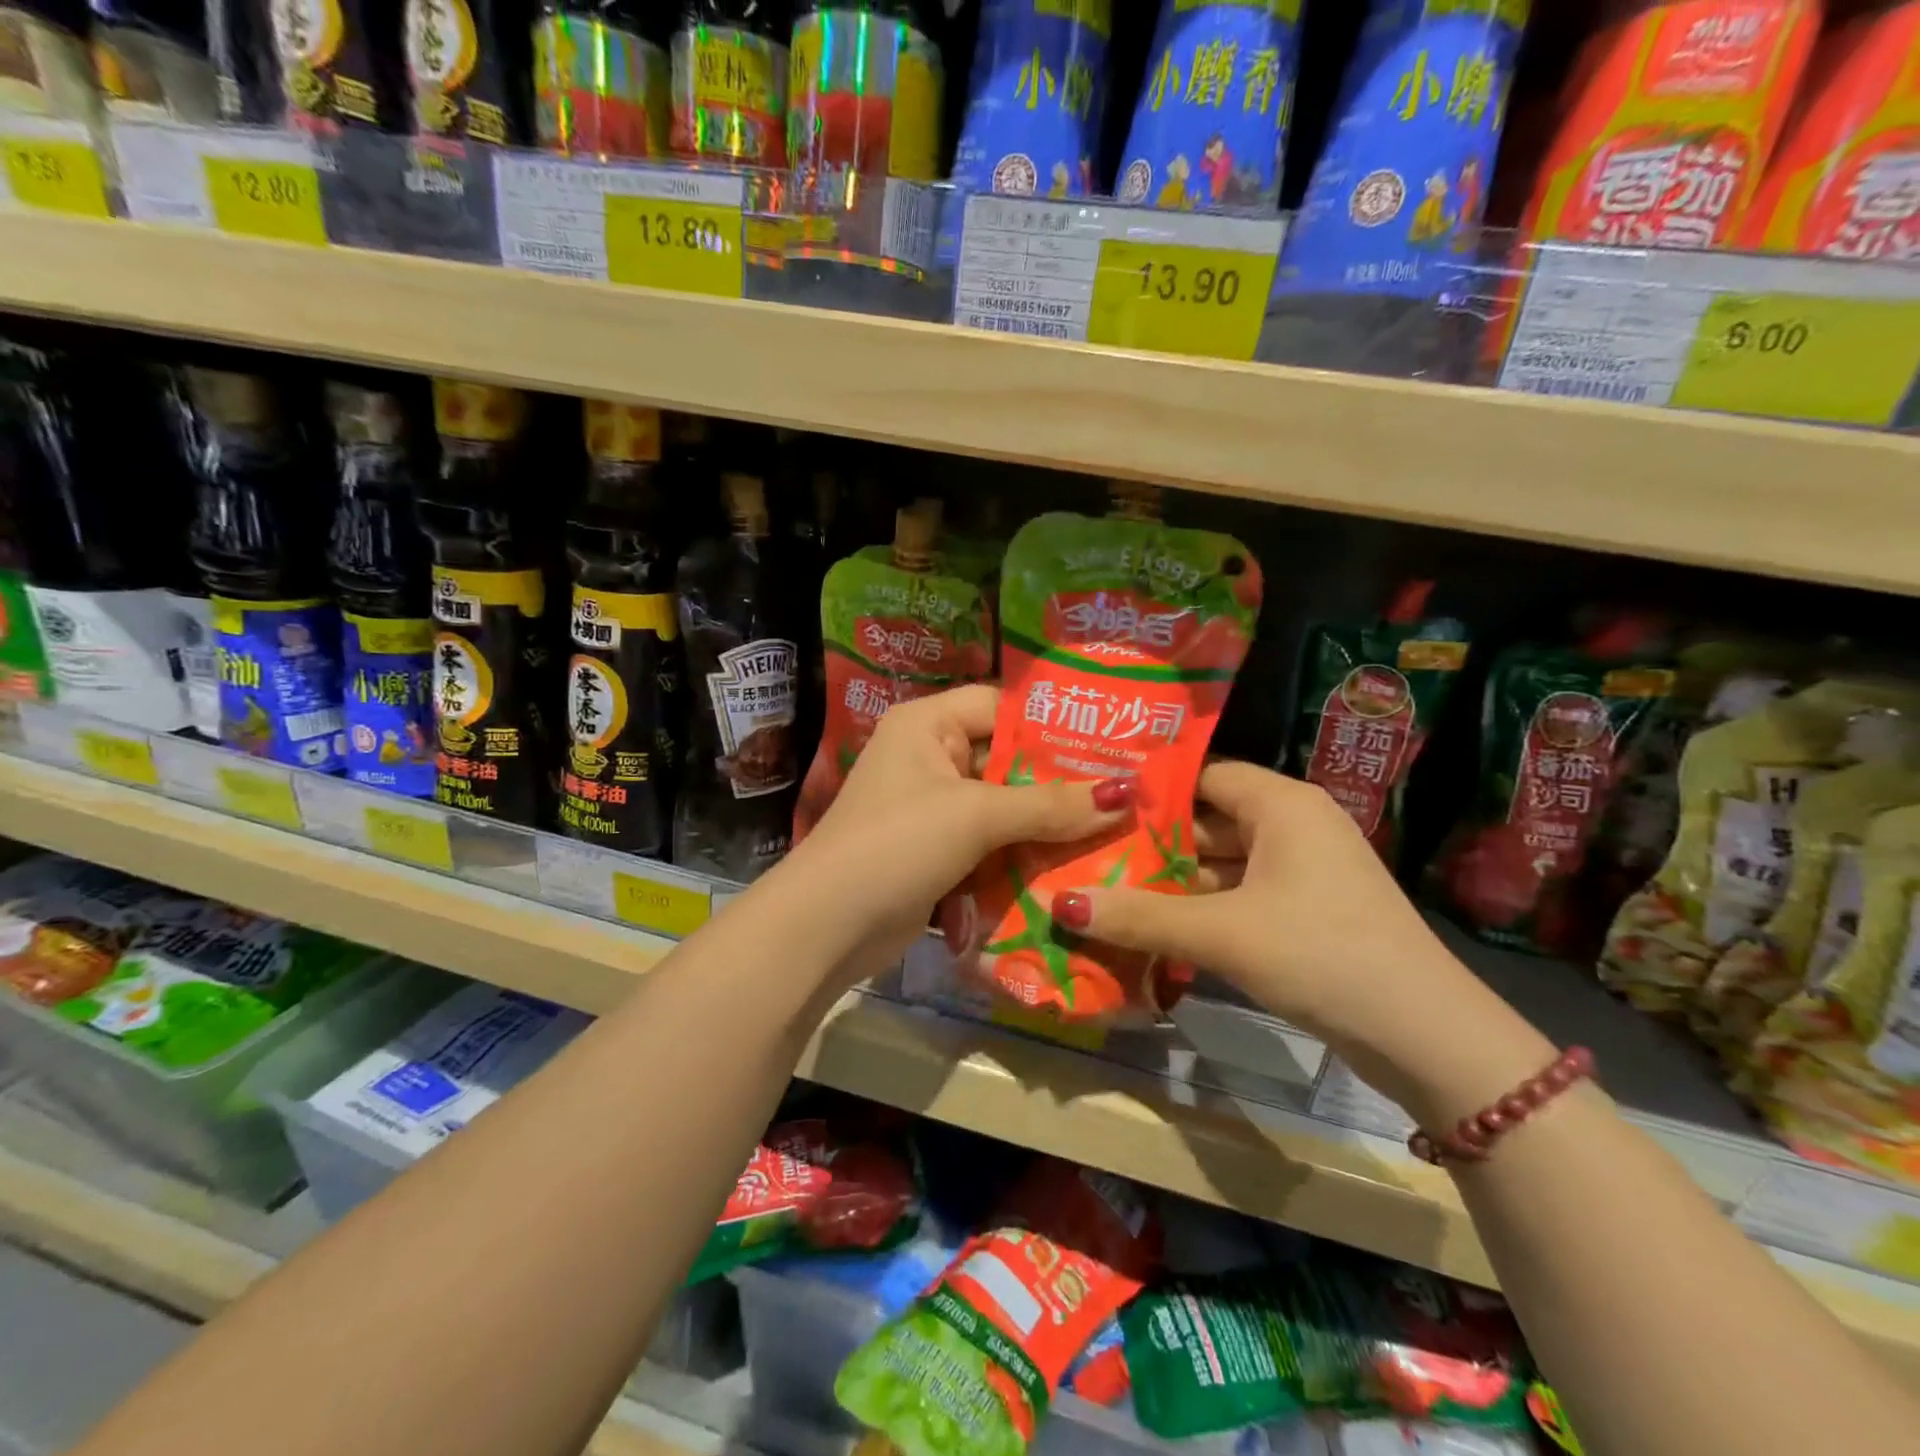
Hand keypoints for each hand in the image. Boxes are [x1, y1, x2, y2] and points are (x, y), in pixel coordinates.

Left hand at [777, 685, 1130, 982]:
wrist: (827, 927)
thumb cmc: (897, 844)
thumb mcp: (975, 816)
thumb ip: (1050, 805)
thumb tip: (1126, 793)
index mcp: (927, 724)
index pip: (1002, 708)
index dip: (1054, 725)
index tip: (1113, 742)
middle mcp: (929, 758)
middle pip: (1008, 761)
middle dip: (1061, 782)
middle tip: (1128, 792)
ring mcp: (933, 809)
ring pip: (1005, 807)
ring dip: (1048, 824)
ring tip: (1117, 829)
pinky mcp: (938, 852)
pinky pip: (992, 843)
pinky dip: (1024, 854)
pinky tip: (1075, 865)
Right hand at [1045, 761, 1475, 1064]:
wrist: (1427, 1038)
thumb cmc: (1321, 954)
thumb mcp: (1222, 933)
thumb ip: (1139, 916)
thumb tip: (1058, 904)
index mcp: (1282, 803)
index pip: (1201, 774)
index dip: (1148, 790)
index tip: (1094, 804)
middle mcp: (1295, 824)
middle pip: (1208, 819)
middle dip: (1153, 840)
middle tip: (1089, 849)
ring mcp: (1305, 869)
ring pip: (1223, 860)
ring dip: (1175, 879)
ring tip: (1108, 885)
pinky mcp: (1309, 909)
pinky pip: (1242, 892)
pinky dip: (1203, 905)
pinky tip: (1156, 922)